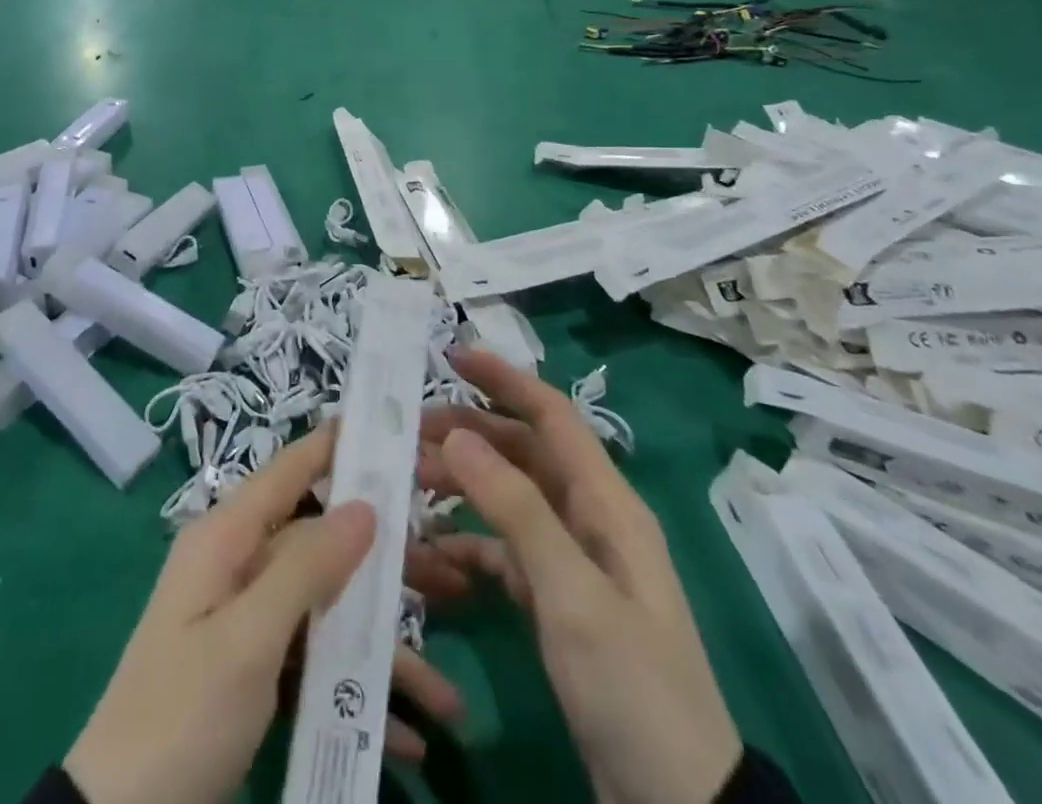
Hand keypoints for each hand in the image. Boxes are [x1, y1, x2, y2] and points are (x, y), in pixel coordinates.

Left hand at [65, 426, 463, 803]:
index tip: (391, 428)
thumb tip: (364, 504)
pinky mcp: (253, 669)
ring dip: (381, 649)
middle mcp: (239, 565)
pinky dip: (353, 691)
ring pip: (327, 608)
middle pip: (323, 545)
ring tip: (447, 692)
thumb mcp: (247, 640)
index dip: (337, 445)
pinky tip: (404, 735)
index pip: (290, 469)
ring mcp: (247, 620)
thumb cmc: (181, 713)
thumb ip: (305, 567)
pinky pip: (314, 661)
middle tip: (450, 578)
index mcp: (226, 537)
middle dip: (385, 567)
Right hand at [412, 350, 741, 803]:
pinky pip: (505, 555)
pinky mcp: (558, 604)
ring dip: (463, 487)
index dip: (505, 379)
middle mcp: (590, 520)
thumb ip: (516, 509)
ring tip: (409, 483)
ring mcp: (573, 564)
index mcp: (607, 504)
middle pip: (524, 453)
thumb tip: (459, 434)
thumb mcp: (573, 593)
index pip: (552, 417)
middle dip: (470, 433)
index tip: (452, 355)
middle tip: (409, 430)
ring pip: (509, 501)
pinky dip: (469, 547)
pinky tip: (432, 557)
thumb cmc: (632, 686)